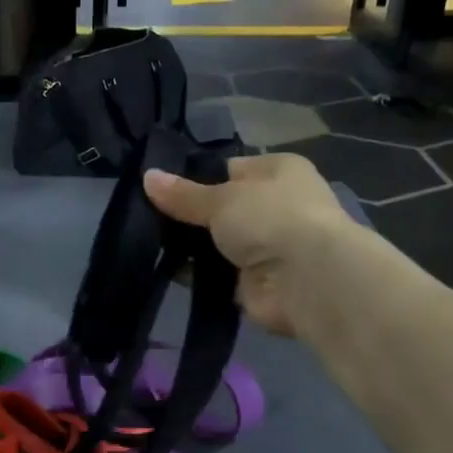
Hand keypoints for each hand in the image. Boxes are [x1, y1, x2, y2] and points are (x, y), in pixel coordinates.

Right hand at [145, 154, 354, 336]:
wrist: (307, 280)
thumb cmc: (270, 218)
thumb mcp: (221, 198)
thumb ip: (183, 194)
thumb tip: (147, 177)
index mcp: (278, 171)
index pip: (229, 169)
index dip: (196, 177)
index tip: (159, 187)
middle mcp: (276, 205)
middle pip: (222, 208)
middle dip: (189, 215)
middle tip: (145, 216)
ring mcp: (268, 246)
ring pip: (217, 243)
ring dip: (190, 247)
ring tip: (145, 242)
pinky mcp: (256, 282)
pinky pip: (216, 274)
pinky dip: (195, 274)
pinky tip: (162, 269)